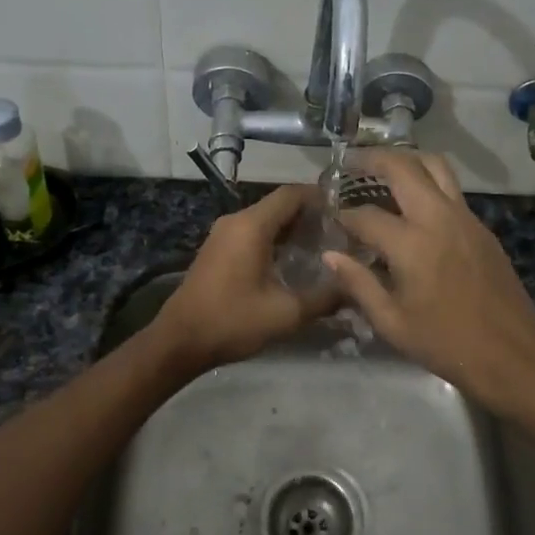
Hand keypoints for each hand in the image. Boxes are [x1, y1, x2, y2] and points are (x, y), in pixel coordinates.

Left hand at [150, 184, 333, 373]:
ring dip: (292, 229)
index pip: (292, 194)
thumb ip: (324, 298)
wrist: (179, 341)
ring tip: (323, 248)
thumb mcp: (285, 313)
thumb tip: (355, 288)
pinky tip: (293, 261)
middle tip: (340, 233)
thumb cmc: (232, 321)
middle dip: (310, 215)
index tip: (346, 211)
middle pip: (279, 205)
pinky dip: (275, 239)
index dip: (320, 197)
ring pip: (265, 220)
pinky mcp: (218, 249)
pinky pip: (252, 232)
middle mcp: (236, 221)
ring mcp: (223, 234)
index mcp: (252, 225)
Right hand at [324, 152, 534, 417]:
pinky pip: (451, 189)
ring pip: (435, 166)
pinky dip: (427, 181)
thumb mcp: (392, 323)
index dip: (344, 215)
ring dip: (406, 160)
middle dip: (373, 159)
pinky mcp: (481, 226)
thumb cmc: (446, 343)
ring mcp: (465, 217)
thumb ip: (358, 284)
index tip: (331, 218)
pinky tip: (414, 203)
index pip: (366, 215)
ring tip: (384, 169)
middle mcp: (438, 217)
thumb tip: (331, 254)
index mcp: (411, 244)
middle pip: (403, 167)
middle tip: (352, 163)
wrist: (512, 354)